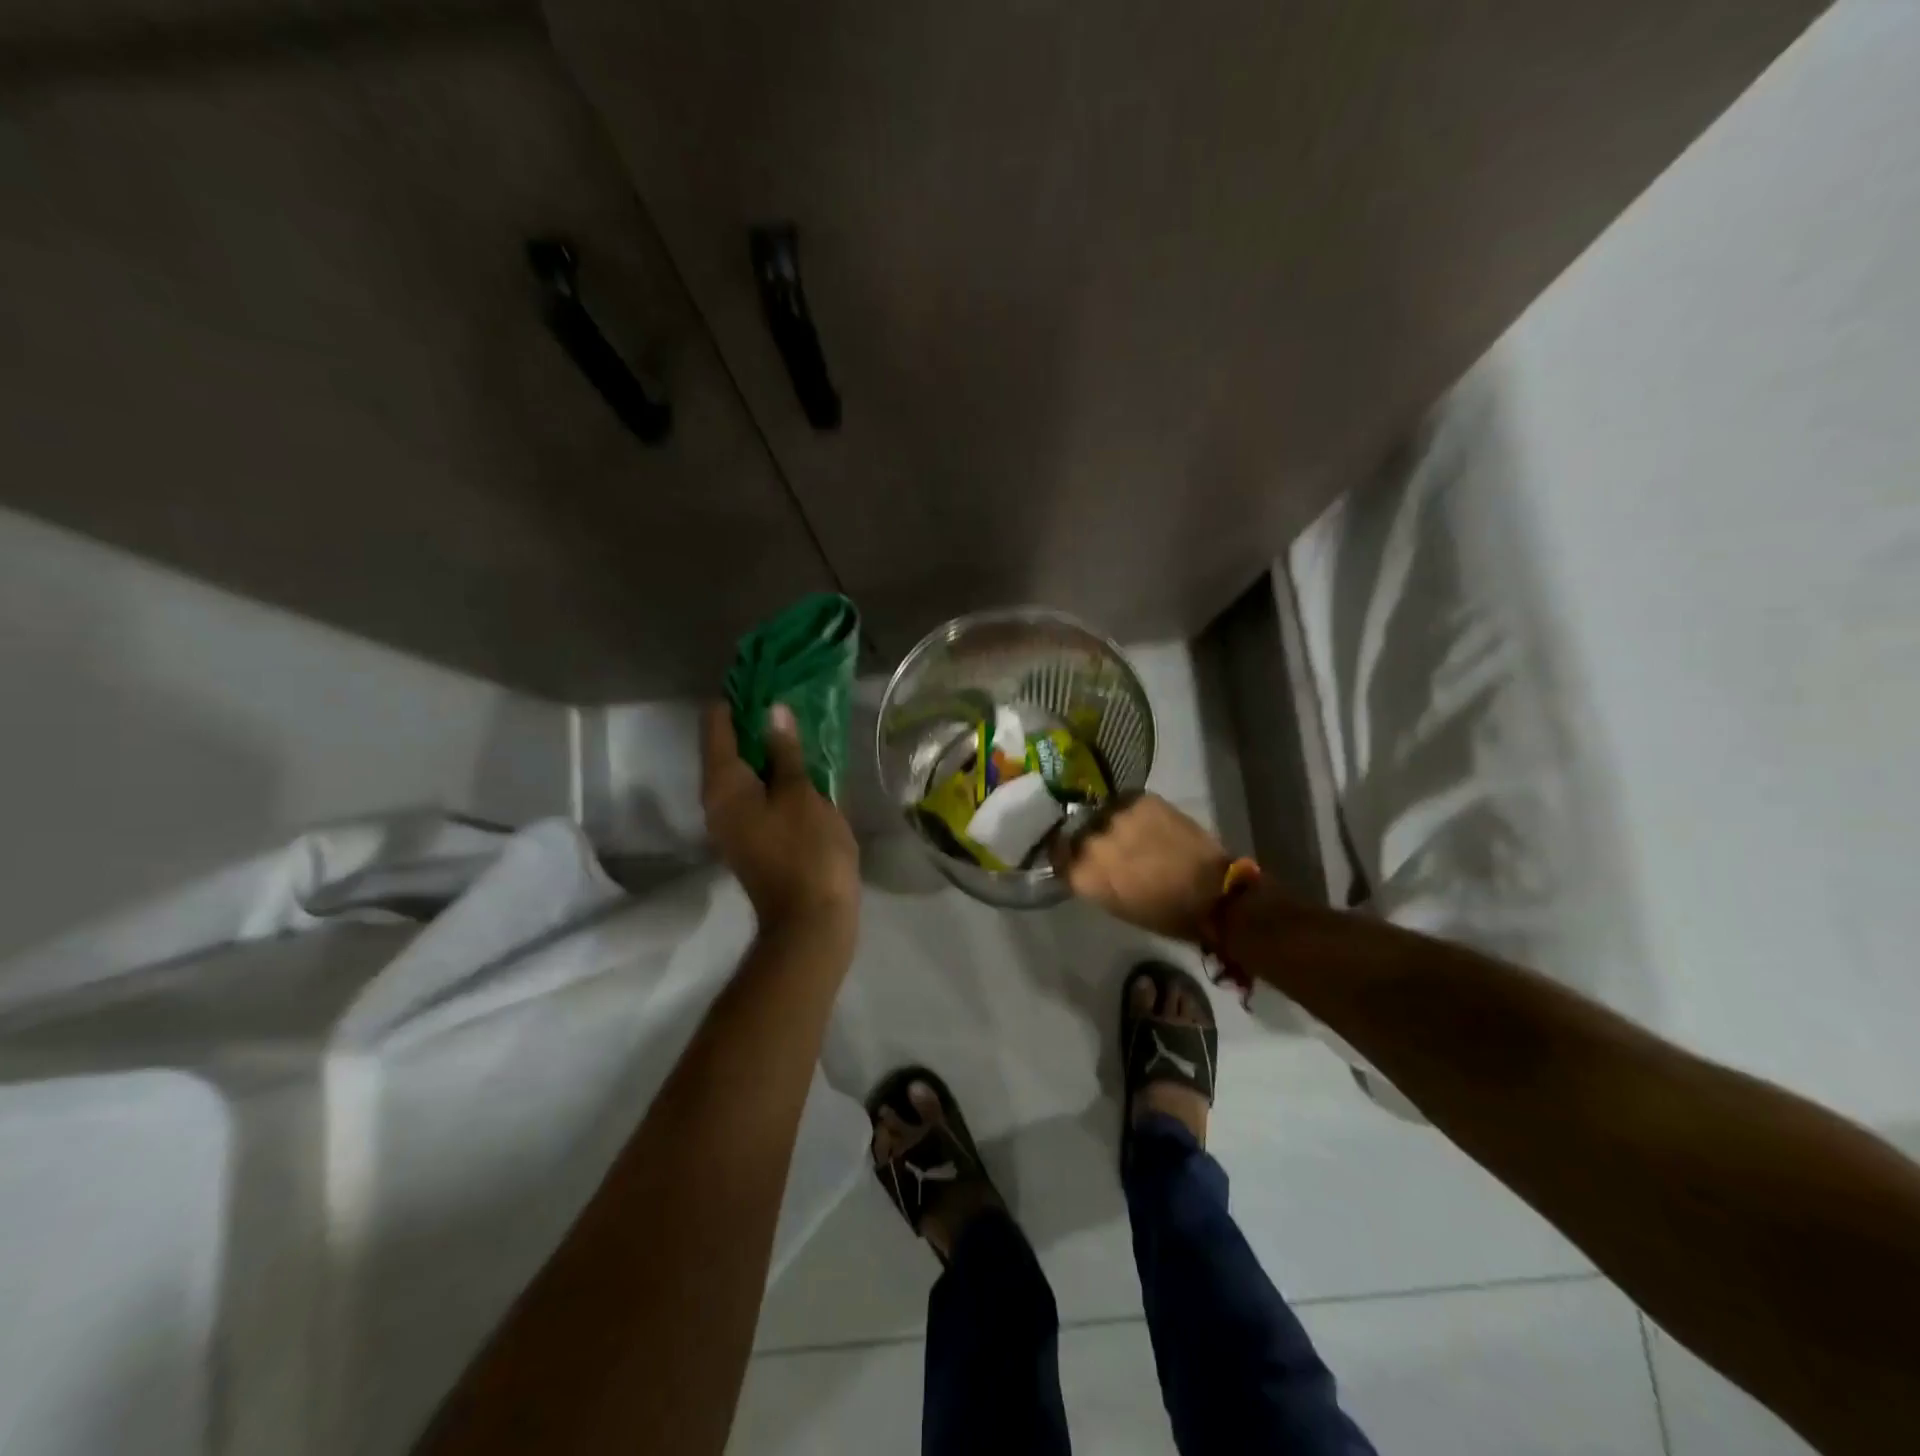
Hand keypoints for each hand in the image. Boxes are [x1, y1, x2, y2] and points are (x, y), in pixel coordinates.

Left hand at [700, 702, 859, 941]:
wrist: (810, 921)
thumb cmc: (807, 852)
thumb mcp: (801, 794)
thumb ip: (785, 751)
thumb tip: (772, 711)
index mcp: (723, 787)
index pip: (717, 727)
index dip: (737, 700)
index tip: (763, 678)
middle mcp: (718, 802)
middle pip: (727, 748)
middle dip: (753, 721)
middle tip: (786, 695)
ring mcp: (734, 823)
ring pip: (743, 772)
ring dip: (765, 748)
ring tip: (796, 723)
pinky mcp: (752, 838)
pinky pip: (756, 793)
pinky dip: (772, 774)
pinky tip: (799, 764)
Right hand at [1052, 792, 1229, 941]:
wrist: (1212, 892)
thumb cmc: (1163, 913)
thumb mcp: (1114, 904)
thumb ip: (1091, 879)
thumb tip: (1083, 864)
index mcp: (1082, 873)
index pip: (1057, 856)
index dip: (1066, 856)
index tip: (1075, 858)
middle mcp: (1091, 841)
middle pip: (1078, 833)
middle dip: (1089, 839)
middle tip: (1109, 848)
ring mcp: (1115, 816)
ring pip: (1102, 814)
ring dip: (1110, 823)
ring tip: (1129, 832)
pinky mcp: (1139, 799)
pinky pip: (1125, 801)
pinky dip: (1131, 811)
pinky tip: (1145, 821)